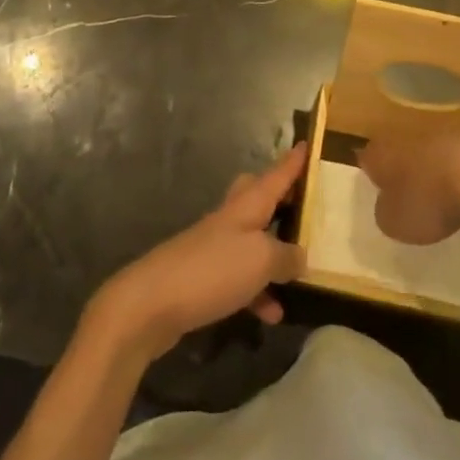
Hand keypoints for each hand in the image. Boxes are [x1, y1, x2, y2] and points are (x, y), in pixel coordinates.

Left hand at [86, 143, 307, 361]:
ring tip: (300, 274)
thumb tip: (300, 256)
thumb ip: (286, 256)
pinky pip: (241, 277)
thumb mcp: (261, 260)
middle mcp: (231, 218)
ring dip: (274, 255)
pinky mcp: (204, 277)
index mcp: (247, 205)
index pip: (276, 175)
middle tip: (302, 205)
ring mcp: (215, 247)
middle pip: (257, 196)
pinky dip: (257, 291)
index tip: (307, 145)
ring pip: (252, 240)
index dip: (293, 162)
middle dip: (279, 198)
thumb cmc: (212, 269)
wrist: (151, 303)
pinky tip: (271, 314)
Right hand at [359, 136, 459, 244]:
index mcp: (381, 154)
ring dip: (428, 172)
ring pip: (426, 155)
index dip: (370, 175)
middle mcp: (405, 139)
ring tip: (435, 198)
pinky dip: (454, 175)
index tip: (375, 191)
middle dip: (400, 171)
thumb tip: (386, 207)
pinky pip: (452, 161)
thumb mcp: (394, 223)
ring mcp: (438, 138)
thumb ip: (384, 214)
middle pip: (397, 153)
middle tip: (403, 195)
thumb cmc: (426, 201)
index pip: (367, 160)